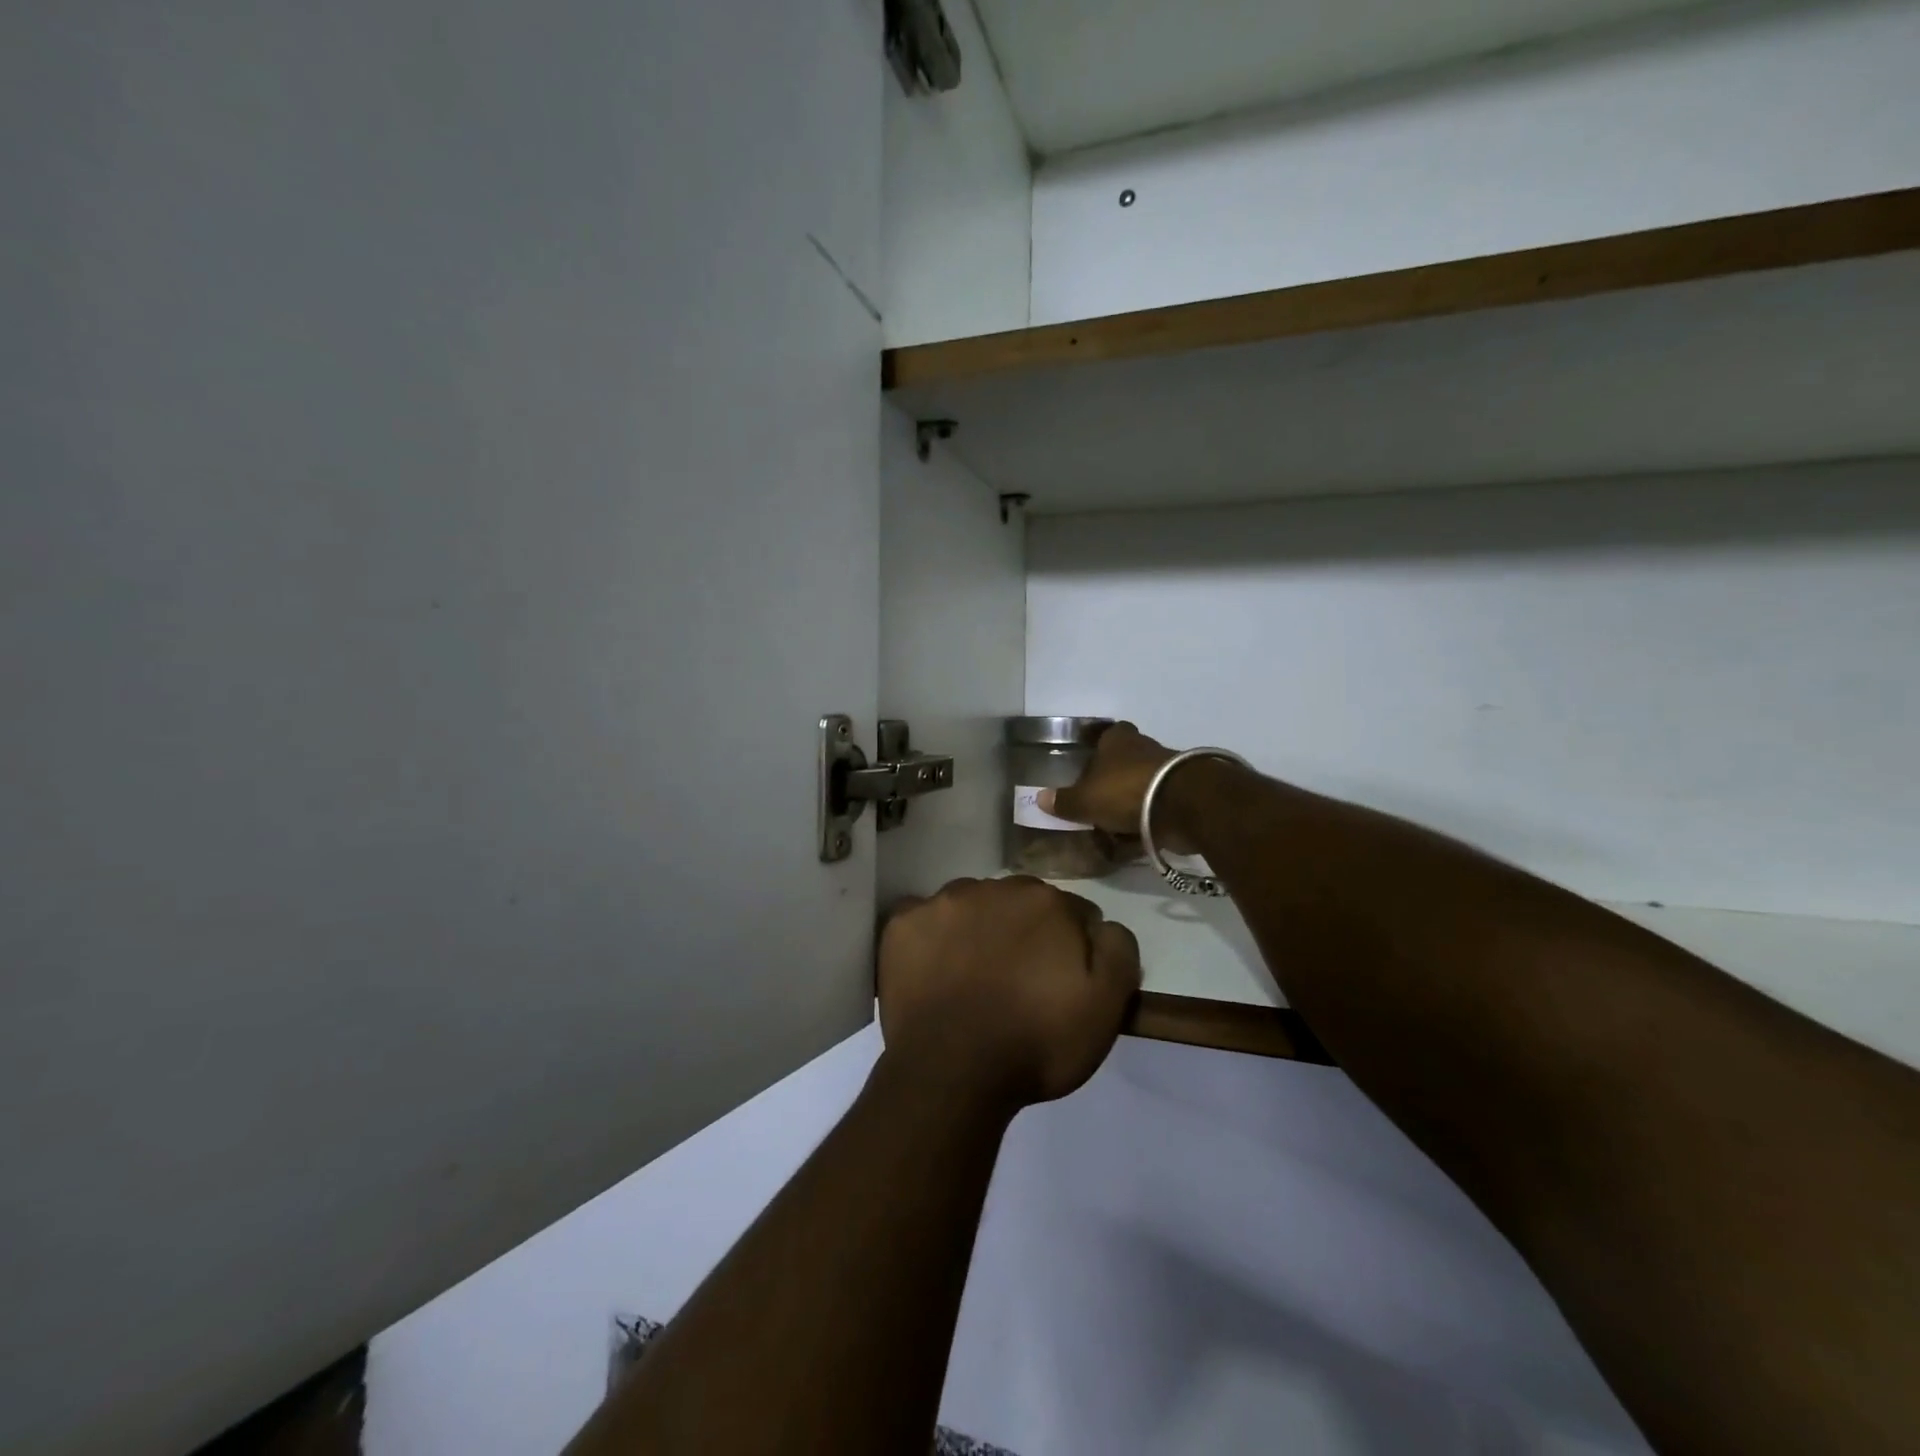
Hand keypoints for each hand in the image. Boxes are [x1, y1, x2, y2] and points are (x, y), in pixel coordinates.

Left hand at [877, 877, 1141, 1111]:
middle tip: (1018, 980)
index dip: (1072, 947)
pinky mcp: (902, 924)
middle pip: (1019, 903)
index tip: (1063, 981)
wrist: (952, 1074)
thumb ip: (1117, 950)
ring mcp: (942, 902)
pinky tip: (934, 970)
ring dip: (978, 928)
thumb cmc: (1035, 1043)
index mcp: (1046, 901)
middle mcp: (993, 887)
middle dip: (1024, 931)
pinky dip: (932, 938)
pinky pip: (924, 919)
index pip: (1071, 912)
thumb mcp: (1105, 1007)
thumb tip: (1102, 925)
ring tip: (973, 975)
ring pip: (971, 905)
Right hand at [1037, 722, 1194, 850]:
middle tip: (1094, 796)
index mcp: (1117, 740)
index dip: (1094, 742)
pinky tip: (1133, 836)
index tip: (1085, 754)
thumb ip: (1064, 801)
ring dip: (1128, 800)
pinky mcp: (1182, 794)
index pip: (1104, 733)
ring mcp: (1165, 770)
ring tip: (1111, 823)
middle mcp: (1142, 748)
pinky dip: (1145, 819)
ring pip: (1140, 783)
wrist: (1183, 805)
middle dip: (1110, 777)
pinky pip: (1156, 806)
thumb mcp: (1086, 800)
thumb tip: (1040, 798)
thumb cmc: (1126, 791)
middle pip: (1123, 760)